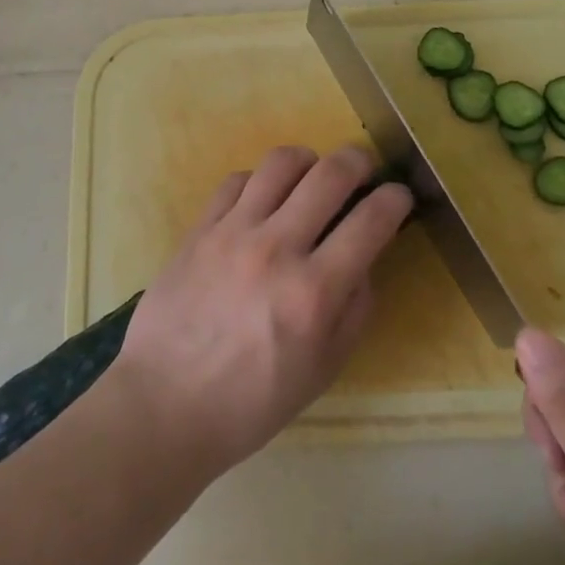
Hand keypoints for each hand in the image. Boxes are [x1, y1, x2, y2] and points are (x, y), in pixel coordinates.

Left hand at [111, 145, 412, 478]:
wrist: (165, 404)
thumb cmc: (251, 401)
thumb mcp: (323, 371)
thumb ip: (354, 310)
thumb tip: (364, 260)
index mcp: (314, 292)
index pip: (370, 222)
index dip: (395, 199)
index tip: (399, 195)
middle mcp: (277, 249)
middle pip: (330, 173)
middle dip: (359, 161)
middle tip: (363, 170)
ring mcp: (233, 232)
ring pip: (281, 162)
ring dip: (309, 161)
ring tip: (312, 176)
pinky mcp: (200, 227)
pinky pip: (237, 179)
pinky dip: (260, 181)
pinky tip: (263, 199)